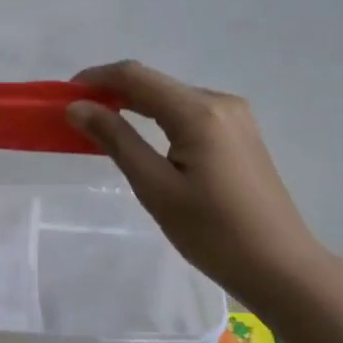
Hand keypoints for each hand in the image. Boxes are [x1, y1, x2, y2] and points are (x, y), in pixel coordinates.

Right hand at [65, 60, 327, 302]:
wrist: (280, 266)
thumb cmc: (212, 232)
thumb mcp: (155, 188)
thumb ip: (116, 140)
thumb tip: (78, 107)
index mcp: (199, 112)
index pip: (135, 76)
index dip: (95, 78)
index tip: (63, 95)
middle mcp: (220, 102)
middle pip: (154, 84)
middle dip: (112, 93)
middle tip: (76, 116)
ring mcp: (235, 117)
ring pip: (172, 98)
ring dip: (135, 106)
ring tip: (102, 128)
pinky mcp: (240, 134)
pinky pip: (190, 114)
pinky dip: (159, 119)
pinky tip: (143, 139)